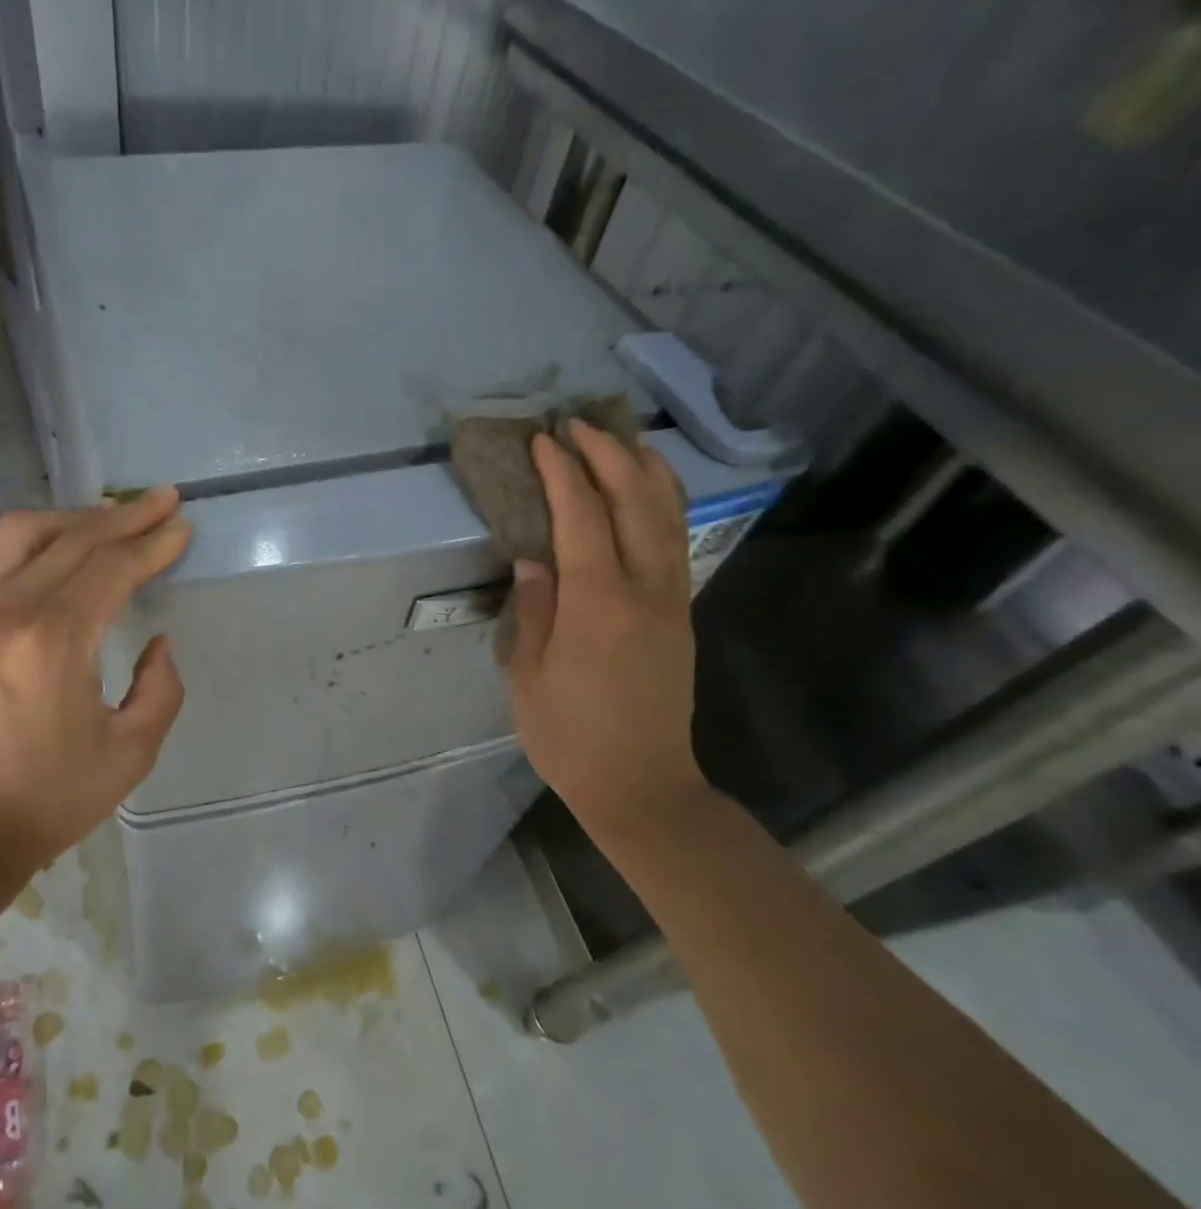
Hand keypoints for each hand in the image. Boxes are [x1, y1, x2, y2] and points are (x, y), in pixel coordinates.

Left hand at [0, 488, 191, 877]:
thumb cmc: (56, 796)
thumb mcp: (133, 751)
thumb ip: (161, 687)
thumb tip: (156, 641)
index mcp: (53, 643)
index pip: (111, 568)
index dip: (152, 544)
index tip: (182, 527)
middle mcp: (6, 612)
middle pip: (73, 539)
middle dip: (125, 516)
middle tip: (163, 501)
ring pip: (22, 533)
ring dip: (74, 518)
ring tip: (112, 517)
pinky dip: (32, 541)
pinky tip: (59, 548)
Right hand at [504, 421, 708, 829]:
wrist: (641, 784)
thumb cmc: (568, 735)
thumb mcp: (528, 674)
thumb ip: (533, 609)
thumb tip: (534, 561)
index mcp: (597, 602)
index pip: (581, 516)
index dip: (562, 472)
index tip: (543, 440)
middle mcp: (644, 589)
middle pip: (633, 502)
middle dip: (607, 455)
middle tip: (578, 424)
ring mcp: (672, 601)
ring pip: (667, 516)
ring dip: (645, 470)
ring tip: (623, 439)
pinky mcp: (681, 616)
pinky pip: (675, 541)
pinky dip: (663, 504)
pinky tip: (649, 494)